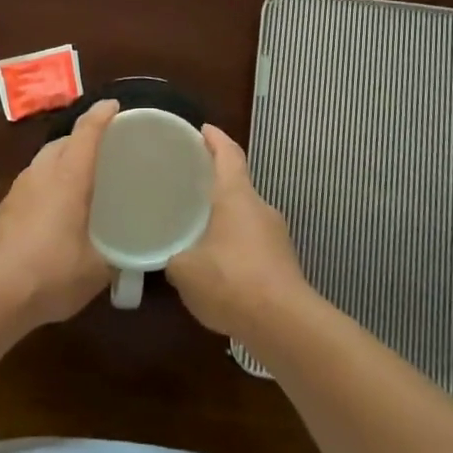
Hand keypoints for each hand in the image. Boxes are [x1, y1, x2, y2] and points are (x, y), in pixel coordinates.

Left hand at [0, 99, 117, 327]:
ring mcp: (19, 190)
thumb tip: (129, 256)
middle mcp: (42, 174)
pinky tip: (58, 207)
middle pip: (63, 141)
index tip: (115, 105)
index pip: (87, 133)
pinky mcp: (5, 209)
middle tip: (106, 149)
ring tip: (83, 177)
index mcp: (69, 178)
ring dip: (64, 159)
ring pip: (45, 160)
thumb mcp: (96, 270)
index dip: (102, 115)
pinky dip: (50, 181)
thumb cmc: (50, 273)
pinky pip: (34, 181)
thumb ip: (116, 257)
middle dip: (83, 137)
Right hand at [165, 124, 310, 337]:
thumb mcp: (184, 269)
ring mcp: (276, 235)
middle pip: (238, 184)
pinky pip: (253, 242)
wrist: (283, 323)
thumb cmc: (230, 280)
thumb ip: (172, 256)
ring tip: (197, 227)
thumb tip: (169, 255)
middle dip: (215, 182)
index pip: (228, 154)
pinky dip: (234, 244)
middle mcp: (260, 207)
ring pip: (245, 216)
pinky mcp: (283, 262)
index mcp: (237, 196)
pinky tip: (217, 265)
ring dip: (225, 217)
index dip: (215, 138)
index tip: (202, 129)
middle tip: (187, 183)